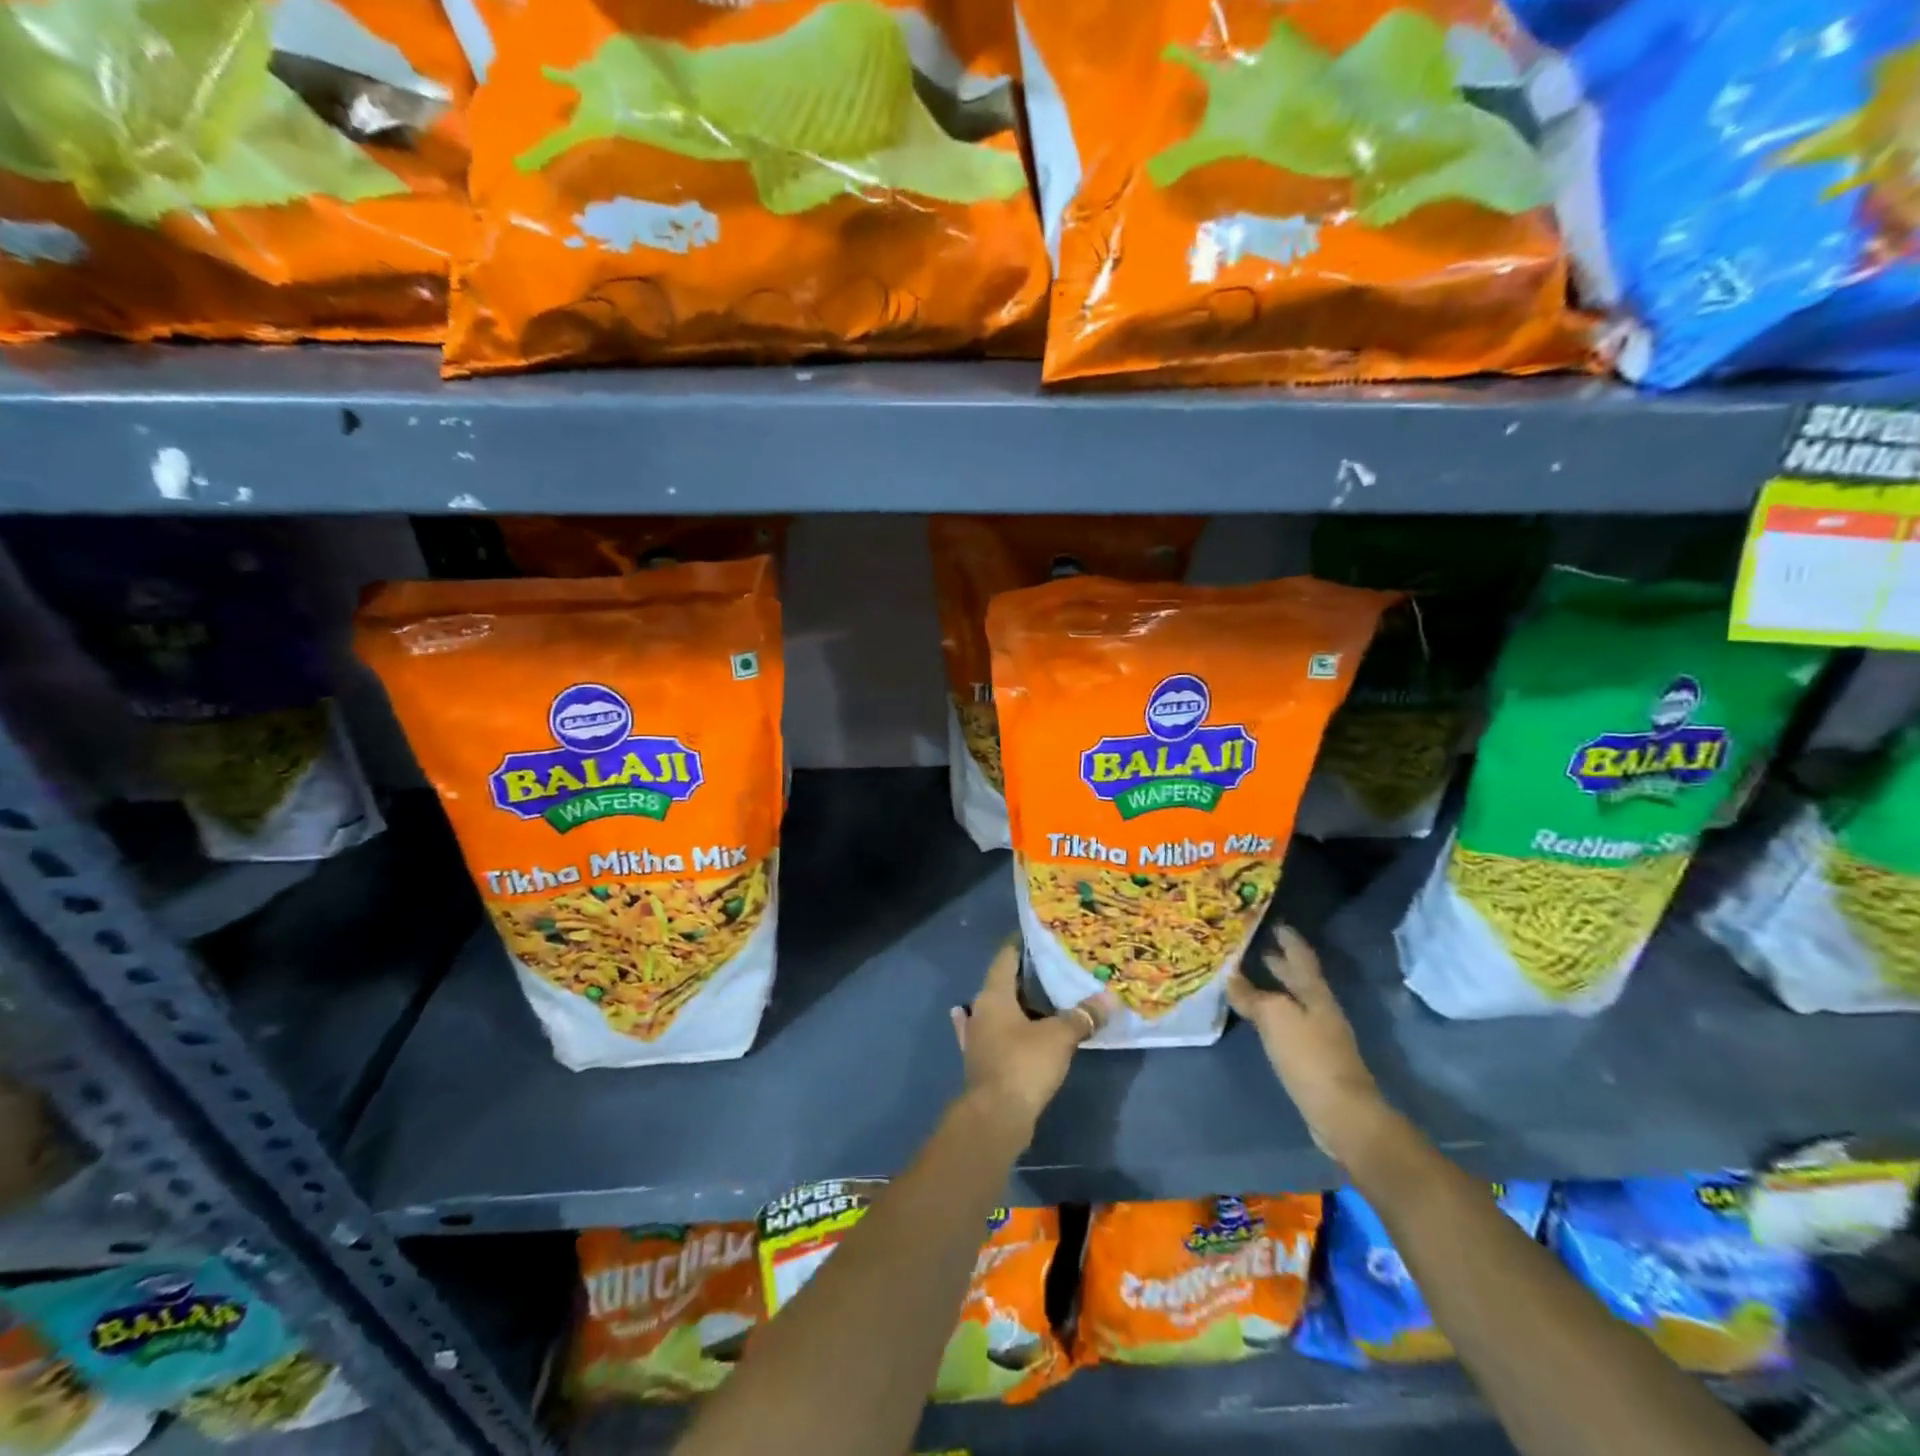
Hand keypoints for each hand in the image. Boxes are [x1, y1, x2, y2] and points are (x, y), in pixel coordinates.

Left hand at [952, 939, 1111, 1133]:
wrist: (996, 1116)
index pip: (1006, 957)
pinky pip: (991, 1035)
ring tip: (1038, 996)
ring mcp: (976, 1036)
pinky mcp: (980, 1061)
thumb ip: (1082, 1016)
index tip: (1041, 937)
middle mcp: (980, 1009)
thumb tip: (1108, 999)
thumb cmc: (1024, 1064)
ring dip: (1013, 1004)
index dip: (1021, 945)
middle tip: (1053, 969)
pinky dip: (1000, 1029)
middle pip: (1001, 983)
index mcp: (994, 994)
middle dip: (1025, 976)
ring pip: (995, 1010)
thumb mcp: (1060, 1037)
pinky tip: (1001, 1026)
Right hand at [1228, 924, 1388, 1162]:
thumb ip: (1251, 996)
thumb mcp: (1274, 1018)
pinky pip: (1288, 1024)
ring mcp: (1319, 1035)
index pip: (1301, 957)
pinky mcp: (1313, 1059)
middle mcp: (1320, 1009)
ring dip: (1274, 988)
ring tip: (1248, 979)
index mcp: (1315, 993)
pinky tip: (1259, 1018)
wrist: (1341, 1114)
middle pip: (1299, 979)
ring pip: (1292, 1001)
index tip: (1274, 923)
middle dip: (1279, 962)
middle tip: (1255, 946)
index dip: (1289, 939)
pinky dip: (1272, 1013)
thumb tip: (1231, 977)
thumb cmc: (1309, 1056)